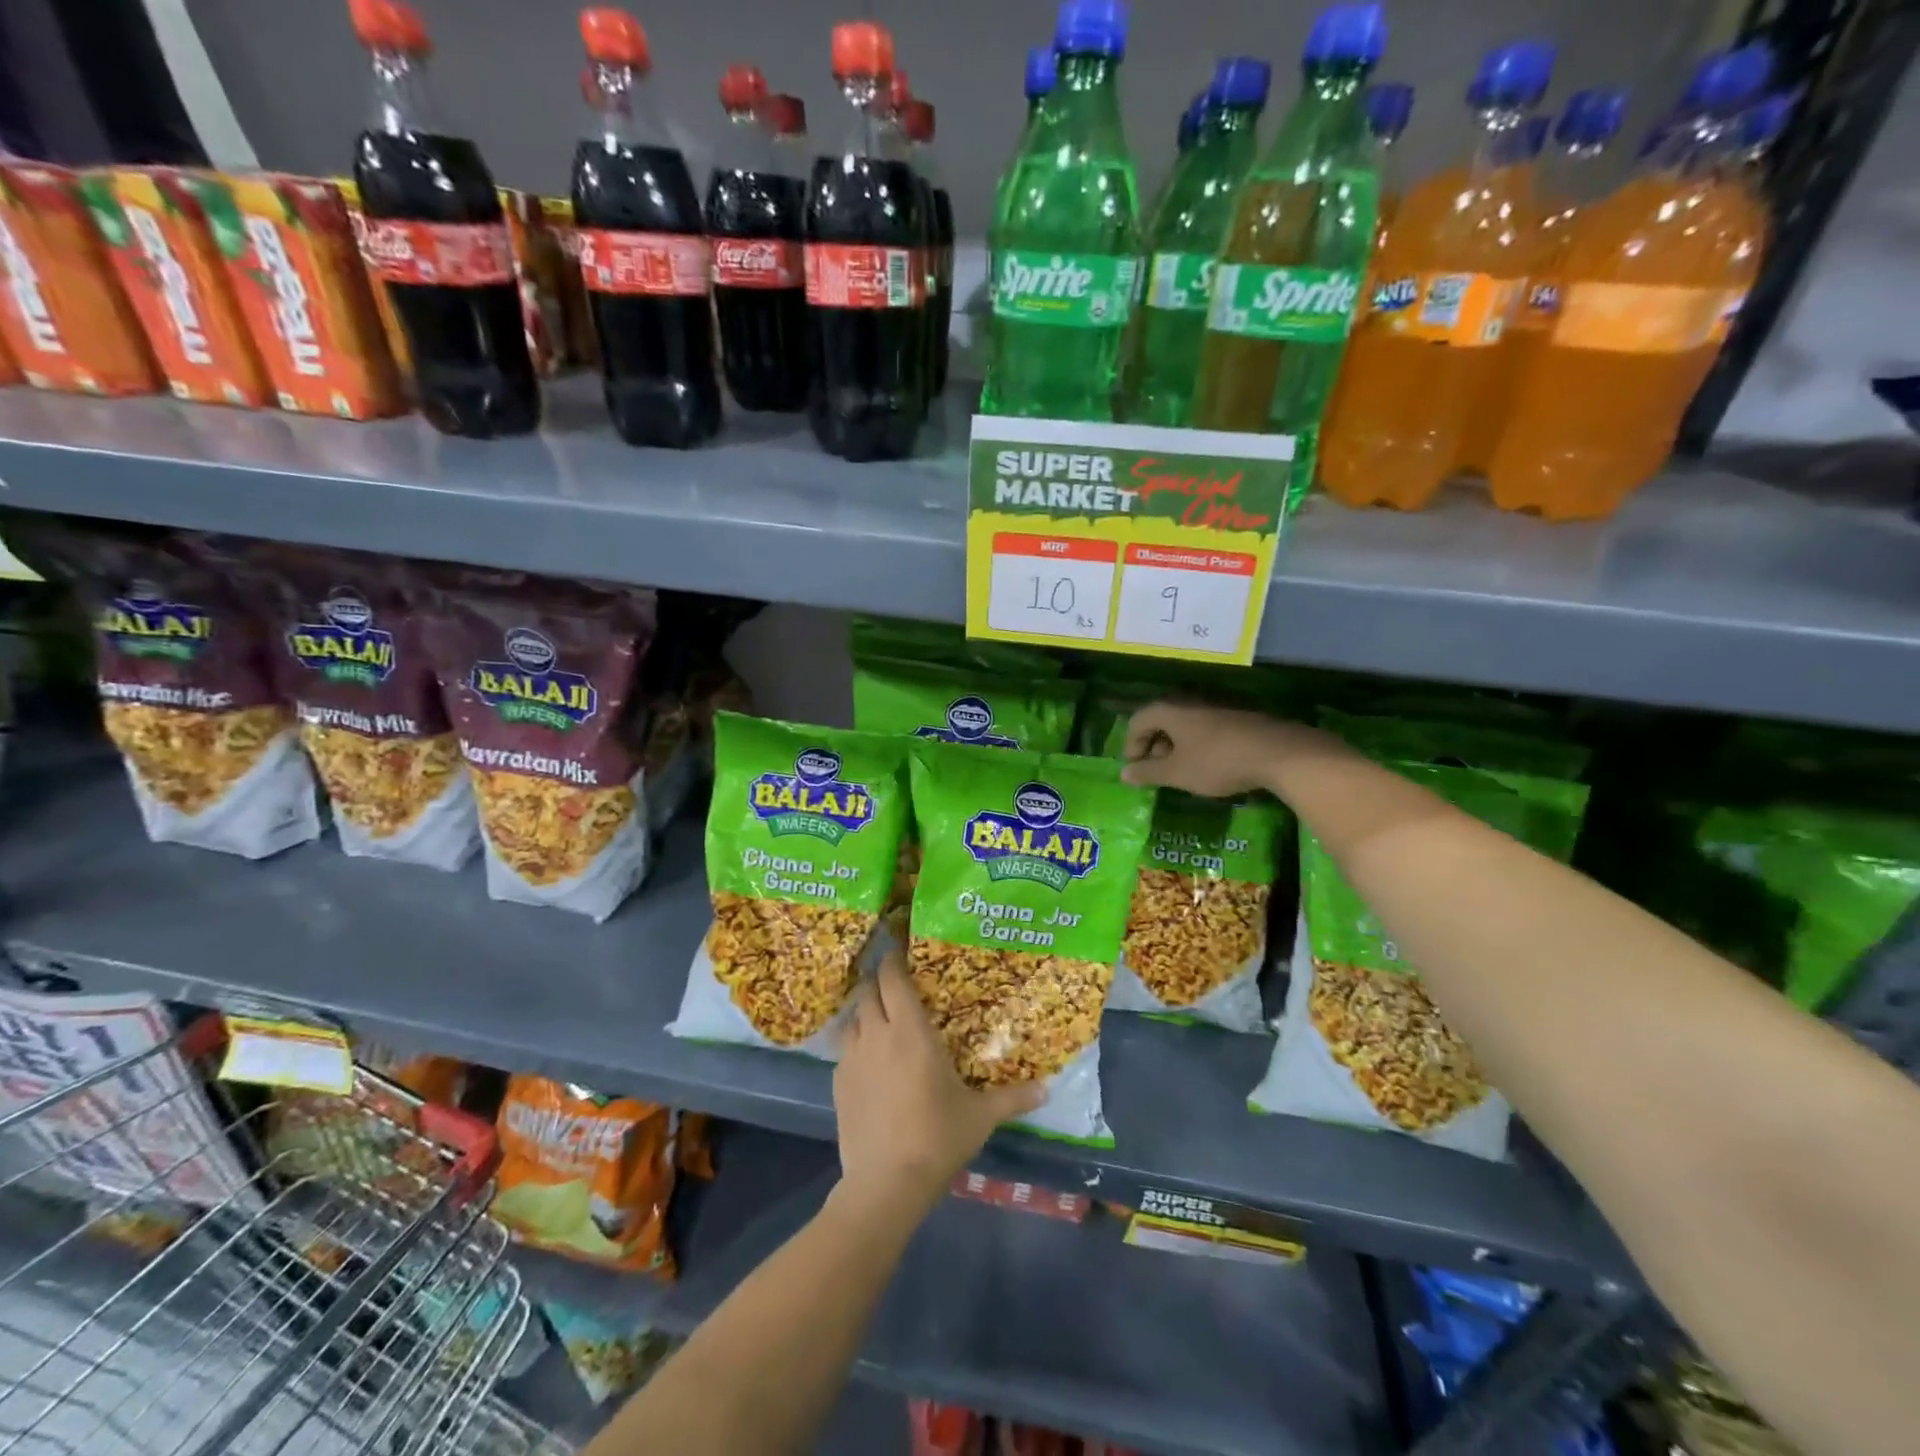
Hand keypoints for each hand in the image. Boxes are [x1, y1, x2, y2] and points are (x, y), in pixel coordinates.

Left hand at [833, 947, 1042, 1209]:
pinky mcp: (837, 1083)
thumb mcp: (980, 1116)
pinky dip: (856, 1044)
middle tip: (896, 984)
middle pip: (869, 991)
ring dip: (866, 1011)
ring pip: (854, 1017)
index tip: (900, 951)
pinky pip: (845, 1049)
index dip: (894, 960)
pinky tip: (869, 1061)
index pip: (894, 978)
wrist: (886, 1183)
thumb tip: (1047, 1089)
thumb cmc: (937, 1137)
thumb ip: (1013, 1098)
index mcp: (910, 1031)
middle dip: (880, 981)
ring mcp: (852, 1058)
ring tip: (881, 1018)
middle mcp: (877, 1034)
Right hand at [1120, 700, 1314, 797]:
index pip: (1138, 720)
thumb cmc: (1217, 762)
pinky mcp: (1239, 716)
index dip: (1131, 745)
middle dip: (1154, 746)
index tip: (1136, 769)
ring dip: (1178, 746)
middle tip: (1158, 771)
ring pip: (1186, 723)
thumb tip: (1124, 774)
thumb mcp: (1177, 773)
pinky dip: (1199, 743)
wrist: (1279, 753)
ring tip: (1184, 770)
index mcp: (1170, 710)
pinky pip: (1207, 727)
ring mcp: (1218, 706)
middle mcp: (1191, 701)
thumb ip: (1148, 773)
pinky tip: (1210, 764)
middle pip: (1162, 719)